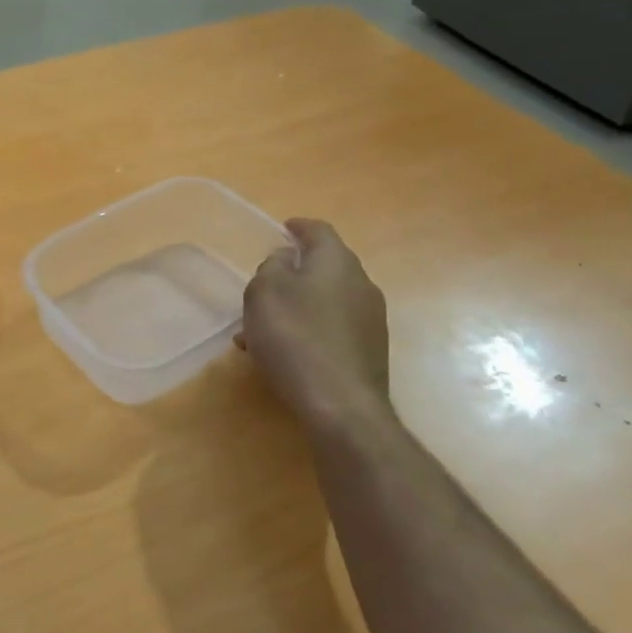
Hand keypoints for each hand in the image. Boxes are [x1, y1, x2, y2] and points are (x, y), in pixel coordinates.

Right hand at [242, 218, 394, 435]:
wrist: (341, 405)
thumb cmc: (295, 337)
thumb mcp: (265, 292)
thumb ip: (274, 266)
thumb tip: (288, 259)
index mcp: (337, 261)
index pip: (319, 231)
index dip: (299, 227)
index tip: (283, 229)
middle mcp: (361, 284)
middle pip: (325, 267)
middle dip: (294, 272)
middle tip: (264, 284)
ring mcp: (370, 320)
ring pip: (325, 301)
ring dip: (296, 307)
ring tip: (261, 328)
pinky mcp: (368, 352)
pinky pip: (331, 329)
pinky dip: (307, 331)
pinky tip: (282, 353)